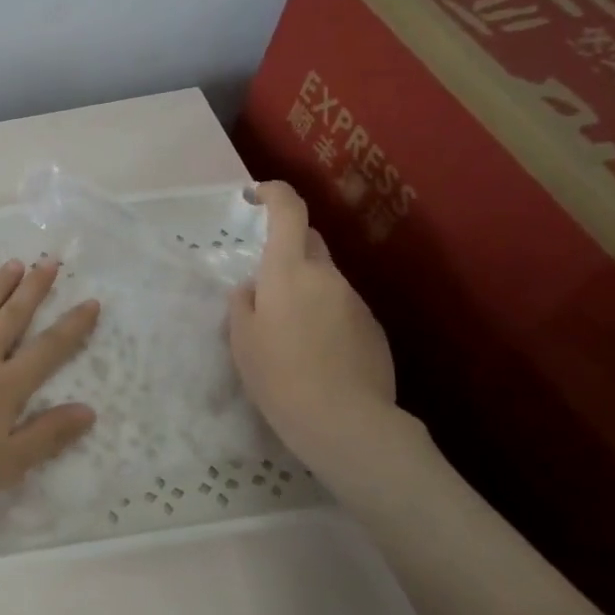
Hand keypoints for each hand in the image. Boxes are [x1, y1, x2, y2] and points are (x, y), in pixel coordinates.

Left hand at [0, 258, 100, 514]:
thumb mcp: (8, 463)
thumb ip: (49, 434)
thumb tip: (89, 410)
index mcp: (5, 387)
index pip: (48, 350)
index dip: (72, 326)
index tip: (91, 302)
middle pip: (12, 318)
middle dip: (34, 290)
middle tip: (50, 262)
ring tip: (14, 264)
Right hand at [228, 181, 396, 461]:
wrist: (343, 421)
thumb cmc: (278, 375)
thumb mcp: (241, 339)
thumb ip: (244, 303)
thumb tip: (253, 288)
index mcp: (289, 271)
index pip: (289, 211)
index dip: (274, 193)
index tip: (256, 194)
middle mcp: (327, 276)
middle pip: (308, 243)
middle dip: (287, 250)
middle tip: (265, 284)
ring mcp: (355, 301)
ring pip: (325, 281)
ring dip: (305, 292)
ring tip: (289, 335)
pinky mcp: (373, 329)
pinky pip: (341, 309)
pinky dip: (325, 318)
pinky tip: (315, 355)